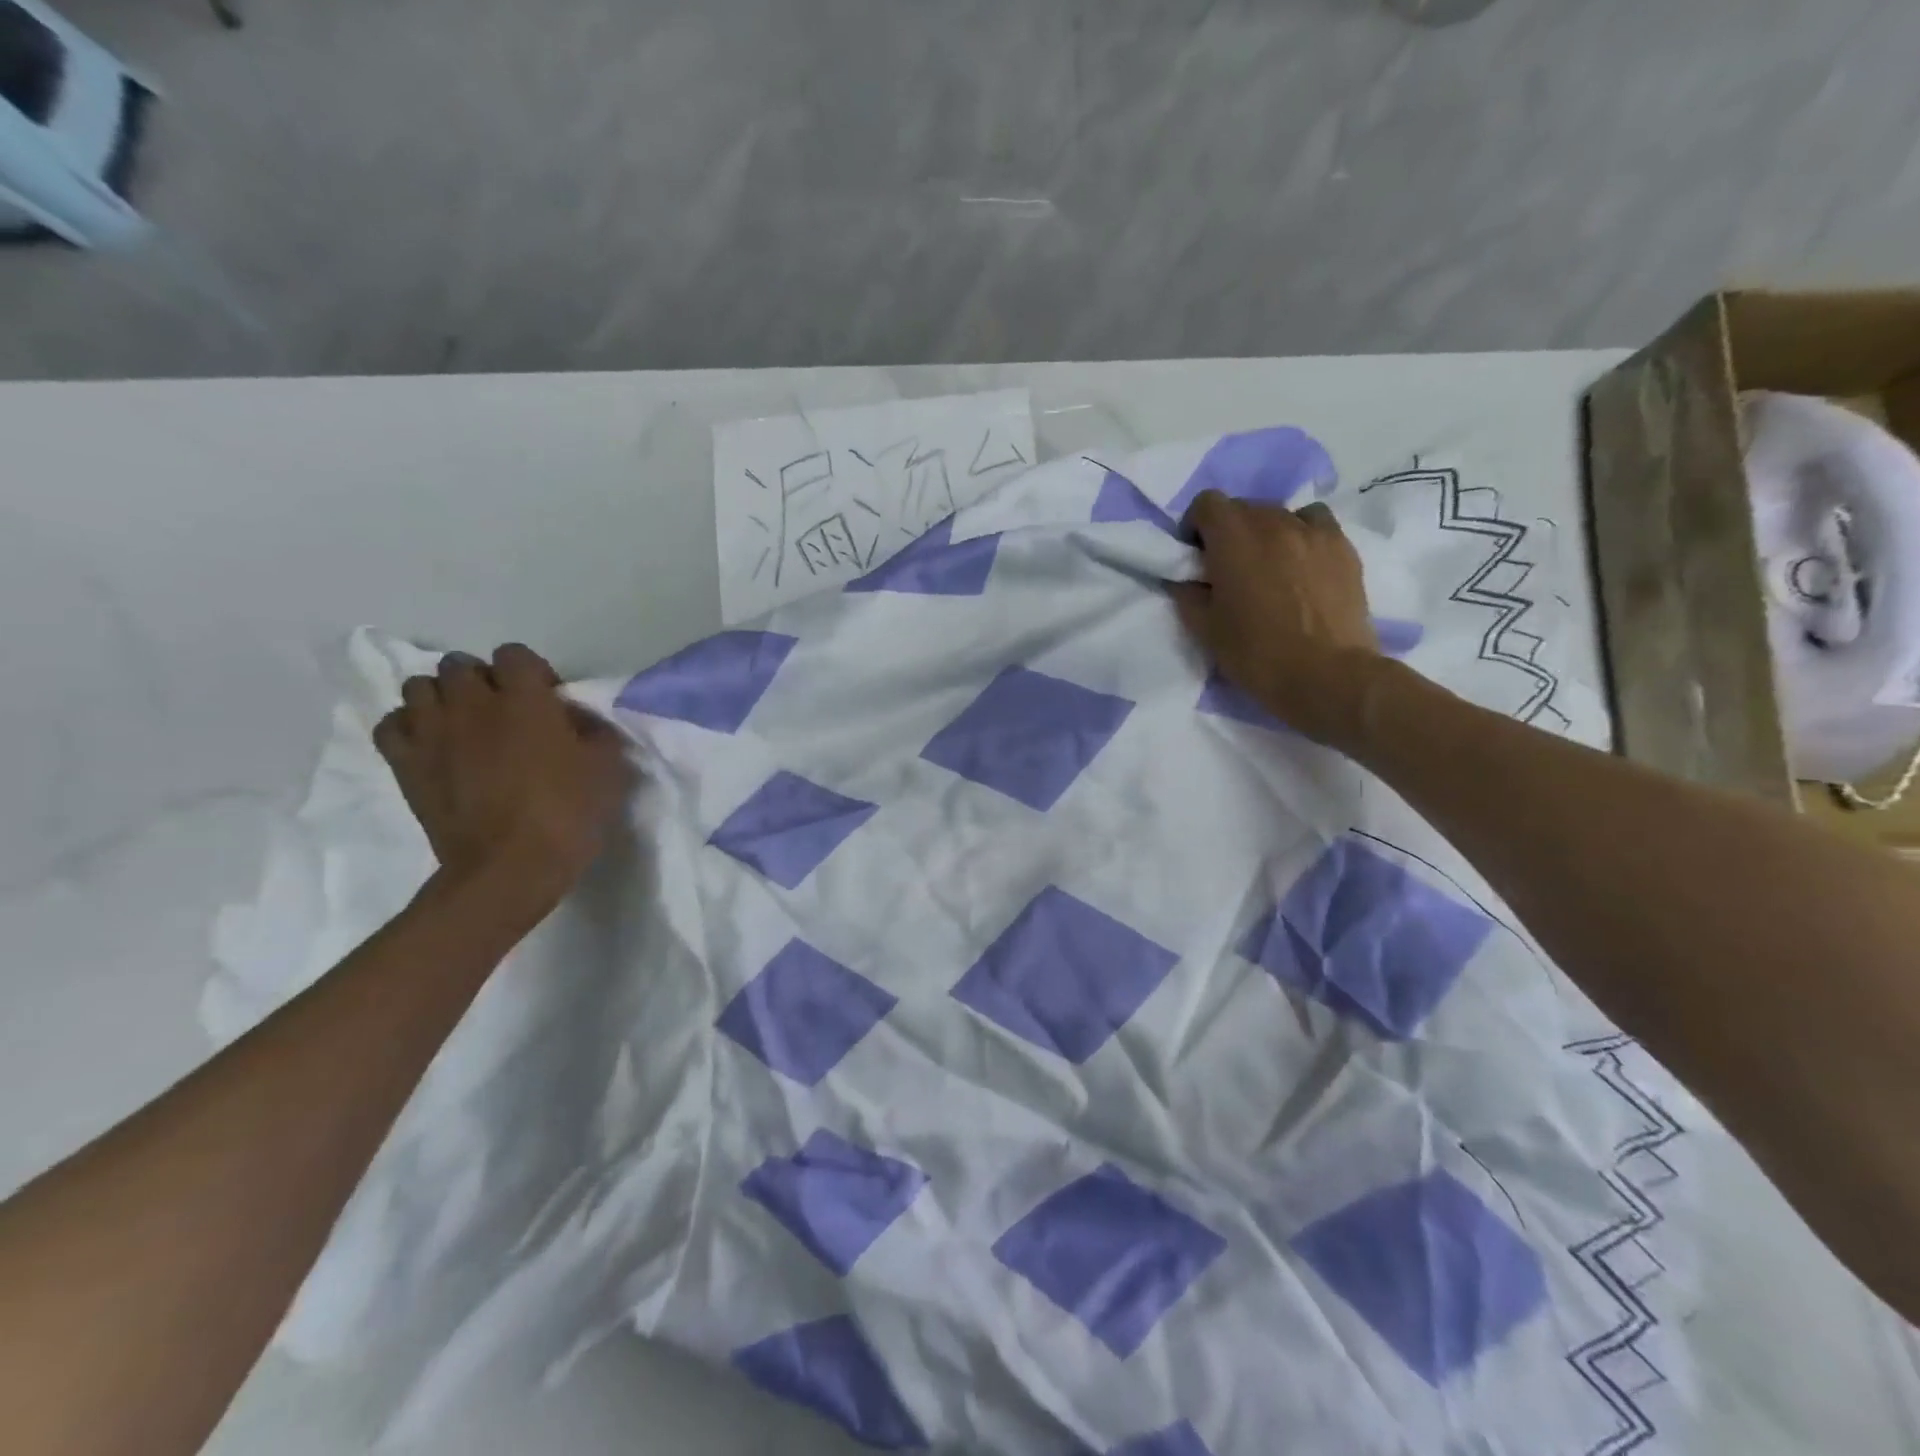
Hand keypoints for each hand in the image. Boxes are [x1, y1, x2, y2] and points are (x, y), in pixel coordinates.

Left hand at [374, 644, 631, 902]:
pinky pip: (391, 724)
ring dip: (442, 698)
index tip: (547, 701)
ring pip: (420, 687)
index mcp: (525, 698)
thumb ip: (594, 731)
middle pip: (460, 664)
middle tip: (504, 712)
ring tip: (463, 725)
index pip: (515, 654)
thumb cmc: (568, 813)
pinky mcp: (406, 763)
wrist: (511, 867)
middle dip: (482, 680)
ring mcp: (432, 731)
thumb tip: (575, 721)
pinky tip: (431, 745)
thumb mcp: (609, 768)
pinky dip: (408, 727)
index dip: (532, 673)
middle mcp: (473, 703)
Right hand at [1170, 491, 1386, 744]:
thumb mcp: (1205, 630)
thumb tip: (1187, 580)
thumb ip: (1188, 595)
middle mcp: (1273, 522)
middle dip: (1229, 531)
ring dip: (1265, 532)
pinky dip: (1301, 535)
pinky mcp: (1343, 547)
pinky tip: (1301, 564)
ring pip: (1280, 514)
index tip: (1196, 556)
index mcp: (1233, 539)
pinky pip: (1315, 524)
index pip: (1207, 503)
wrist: (1326, 676)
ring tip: (1269, 566)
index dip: (1196, 525)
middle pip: (1243, 507)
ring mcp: (1313, 531)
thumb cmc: (1257, 654)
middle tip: (1229, 568)